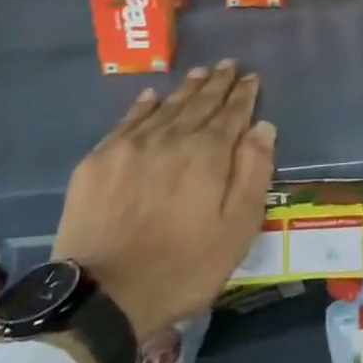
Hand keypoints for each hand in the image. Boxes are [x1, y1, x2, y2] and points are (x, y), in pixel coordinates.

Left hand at [53, 61, 275, 341]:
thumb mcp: (236, 229)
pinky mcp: (99, 160)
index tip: (251, 77)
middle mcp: (172, 137)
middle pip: (200, 103)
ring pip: (167, 107)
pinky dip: (143, 106)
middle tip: (228, 65)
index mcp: (208, 153)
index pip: (232, 113)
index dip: (243, 94)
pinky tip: (152, 97)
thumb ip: (253, 173)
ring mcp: (132, 145)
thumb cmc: (182, 267)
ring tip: (200, 72)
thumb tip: (263, 126)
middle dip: (217, 83)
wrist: (102, 297)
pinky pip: (128, 121)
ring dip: (186, 89)